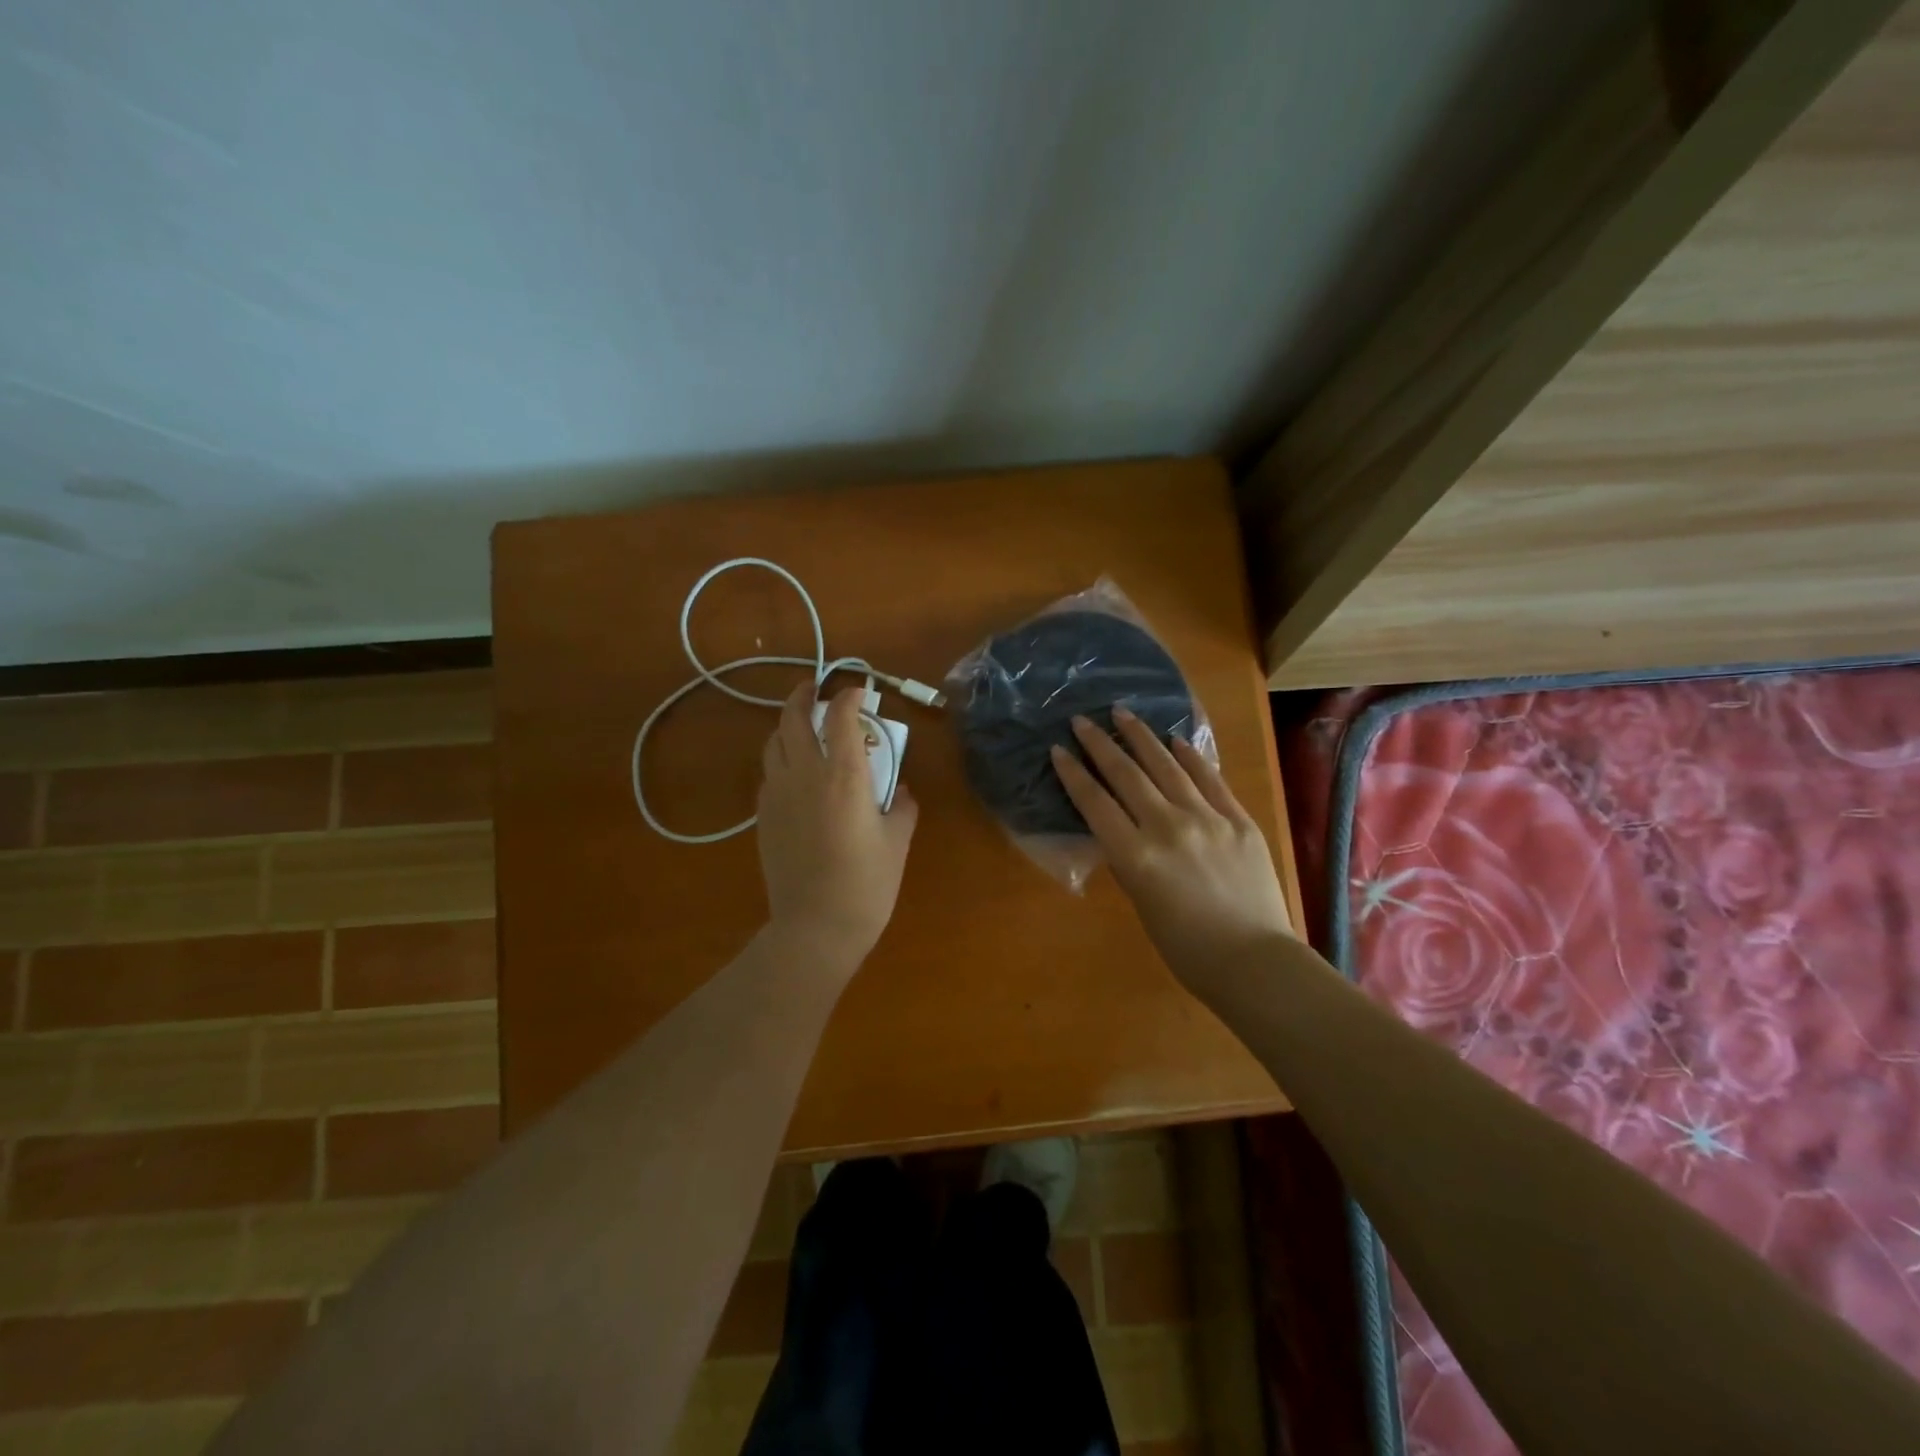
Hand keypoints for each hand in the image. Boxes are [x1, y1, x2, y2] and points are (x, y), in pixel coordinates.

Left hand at [757, 681, 919, 970]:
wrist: (816, 926)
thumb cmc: (867, 884)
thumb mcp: (898, 842)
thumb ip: (903, 807)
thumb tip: (901, 791)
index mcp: (845, 777)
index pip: (841, 717)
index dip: (849, 696)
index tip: (859, 692)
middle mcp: (805, 775)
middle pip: (794, 718)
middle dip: (804, 695)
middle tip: (815, 687)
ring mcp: (778, 794)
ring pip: (773, 742)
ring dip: (787, 724)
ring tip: (802, 724)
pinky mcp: (763, 816)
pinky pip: (769, 773)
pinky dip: (780, 758)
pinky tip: (794, 771)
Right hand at [1050, 708, 1292, 986]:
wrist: (1255, 962)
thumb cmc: (1188, 949)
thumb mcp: (1142, 905)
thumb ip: (1130, 862)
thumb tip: (1122, 832)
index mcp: (1136, 857)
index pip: (1095, 804)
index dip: (1073, 774)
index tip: (1059, 750)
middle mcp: (1167, 827)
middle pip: (1126, 776)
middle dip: (1100, 744)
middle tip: (1082, 720)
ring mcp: (1207, 819)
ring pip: (1167, 767)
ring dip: (1141, 737)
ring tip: (1123, 713)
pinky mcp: (1238, 819)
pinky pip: (1210, 779)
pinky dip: (1190, 757)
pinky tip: (1176, 741)